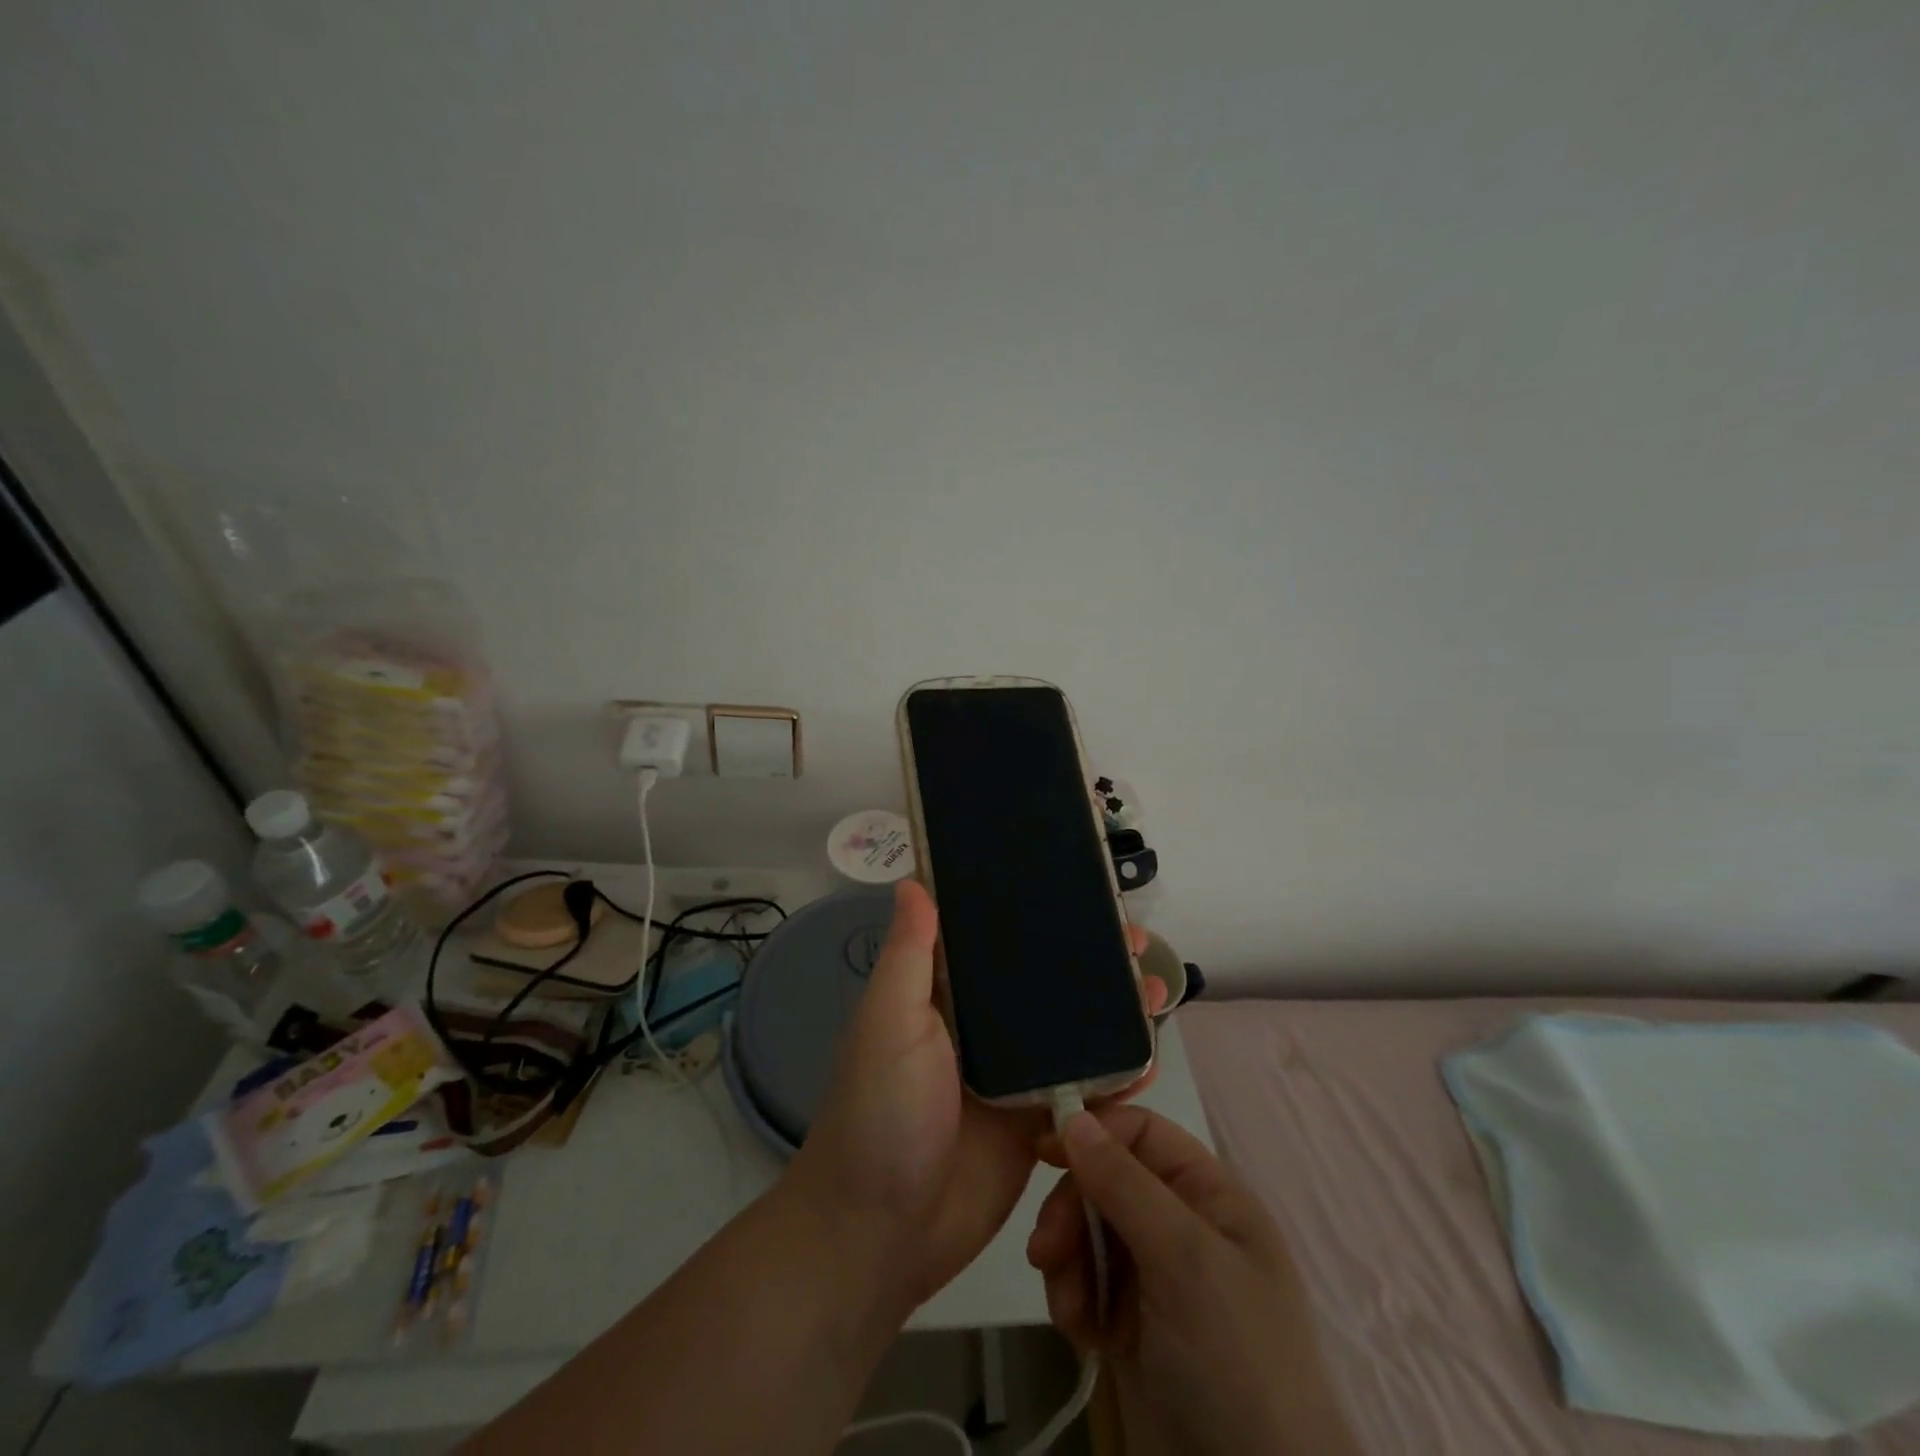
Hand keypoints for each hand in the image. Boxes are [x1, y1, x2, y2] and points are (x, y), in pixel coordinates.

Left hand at [792, 880, 1162, 1311]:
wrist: (883, 1233)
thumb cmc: (880, 1113)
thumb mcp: (888, 1022)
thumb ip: (909, 955)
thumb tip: (912, 879)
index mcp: (943, 995)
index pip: (995, 941)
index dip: (1034, 914)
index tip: (1078, 891)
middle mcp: (981, 1028)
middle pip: (1043, 983)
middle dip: (1088, 960)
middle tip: (1135, 941)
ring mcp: (1012, 1077)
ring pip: (1070, 1031)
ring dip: (1111, 1011)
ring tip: (1156, 988)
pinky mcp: (1035, 1123)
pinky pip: (1083, 1089)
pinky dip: (1117, 1074)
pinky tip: (1149, 1058)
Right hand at [1027, 1106, 1359, 1455]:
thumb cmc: (1235, 1362)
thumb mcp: (1185, 1260)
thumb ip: (1125, 1183)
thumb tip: (1074, 1116)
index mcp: (1210, 1197)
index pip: (1143, 1133)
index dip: (1096, 1132)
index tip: (1044, 1149)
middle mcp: (1183, 1227)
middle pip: (1107, 1180)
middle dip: (1072, 1208)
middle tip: (1045, 1248)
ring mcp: (1158, 1280)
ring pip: (1090, 1232)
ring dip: (1067, 1259)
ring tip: (1065, 1304)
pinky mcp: (1133, 1327)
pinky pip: (1087, 1284)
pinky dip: (1074, 1298)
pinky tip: (1078, 1332)